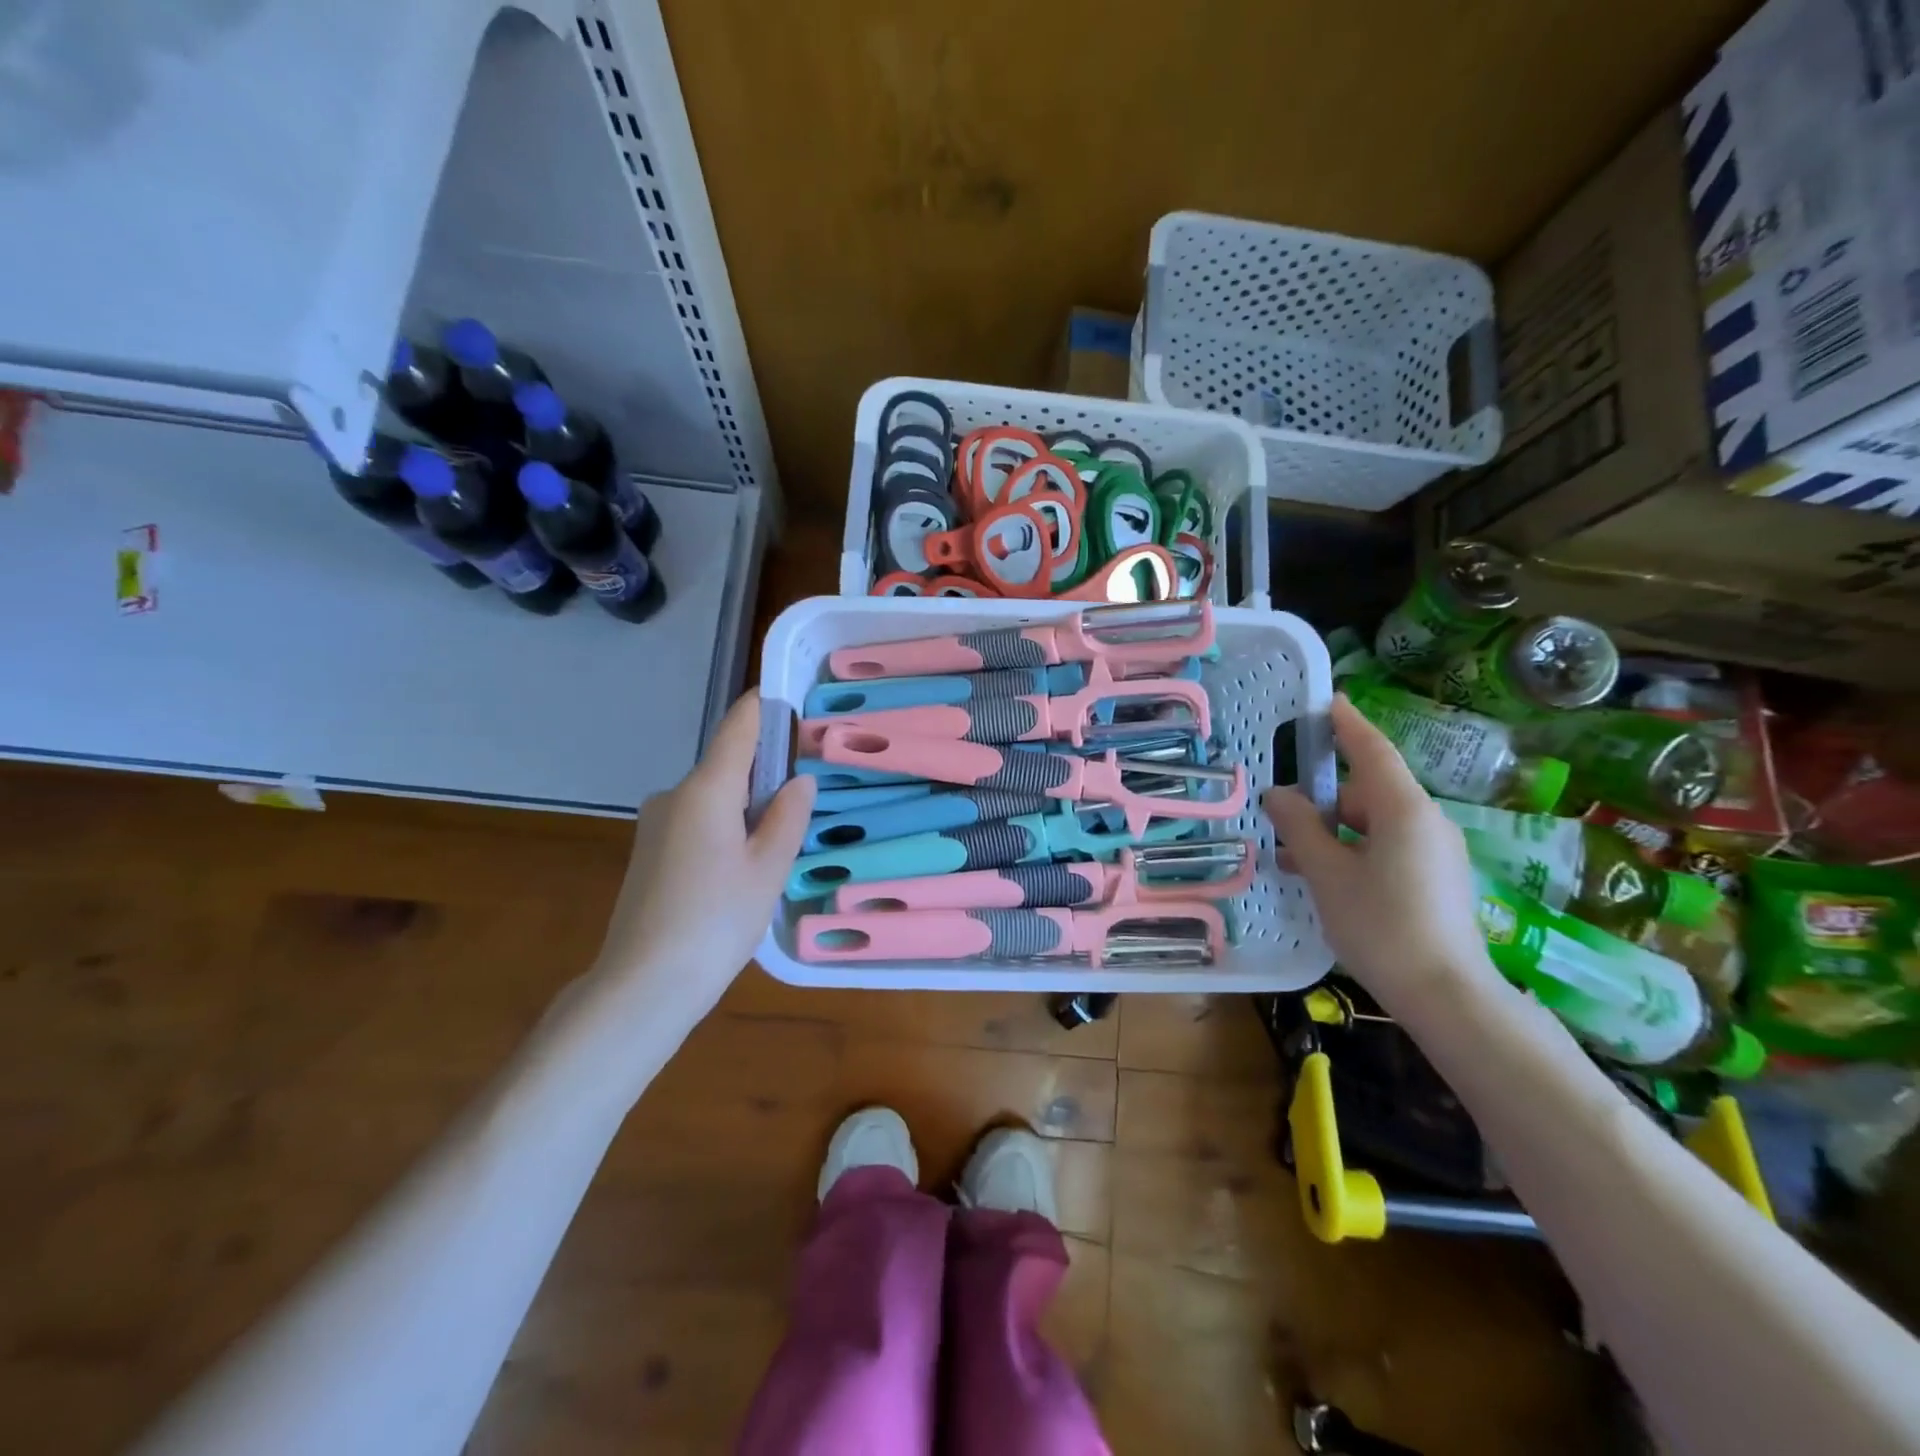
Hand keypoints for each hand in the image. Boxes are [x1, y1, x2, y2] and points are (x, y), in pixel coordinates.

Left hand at [592, 691, 813, 1012]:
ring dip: (746, 806)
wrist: (643, 985)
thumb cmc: (716, 921)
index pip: (738, 727)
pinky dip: (725, 828)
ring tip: (779, 842)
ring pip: (713, 798)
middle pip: (727, 765)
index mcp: (706, 789)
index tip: (792, 698)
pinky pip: (696, 821)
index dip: (764, 707)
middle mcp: (674, 795)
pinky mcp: (649, 851)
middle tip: (806, 793)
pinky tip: (742, 867)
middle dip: (765, 771)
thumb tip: (799, 782)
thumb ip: (788, 817)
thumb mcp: (767, 869)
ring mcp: (655, 823)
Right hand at [1262, 694, 1496, 1014]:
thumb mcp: (1327, 873)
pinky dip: (1354, 851)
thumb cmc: (1381, 925)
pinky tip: (1324, 878)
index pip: (1371, 750)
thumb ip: (1299, 826)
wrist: (1447, 996)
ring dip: (1333, 831)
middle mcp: (1426, 820)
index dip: (1347, 724)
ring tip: (1293, 858)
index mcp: (1403, 809)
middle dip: (1322, 799)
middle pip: (1367, 791)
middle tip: (1280, 815)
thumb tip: (1277, 794)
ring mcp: (1436, 851)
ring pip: (1374, 823)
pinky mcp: (1437, 878)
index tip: (1327, 701)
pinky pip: (1388, 847)